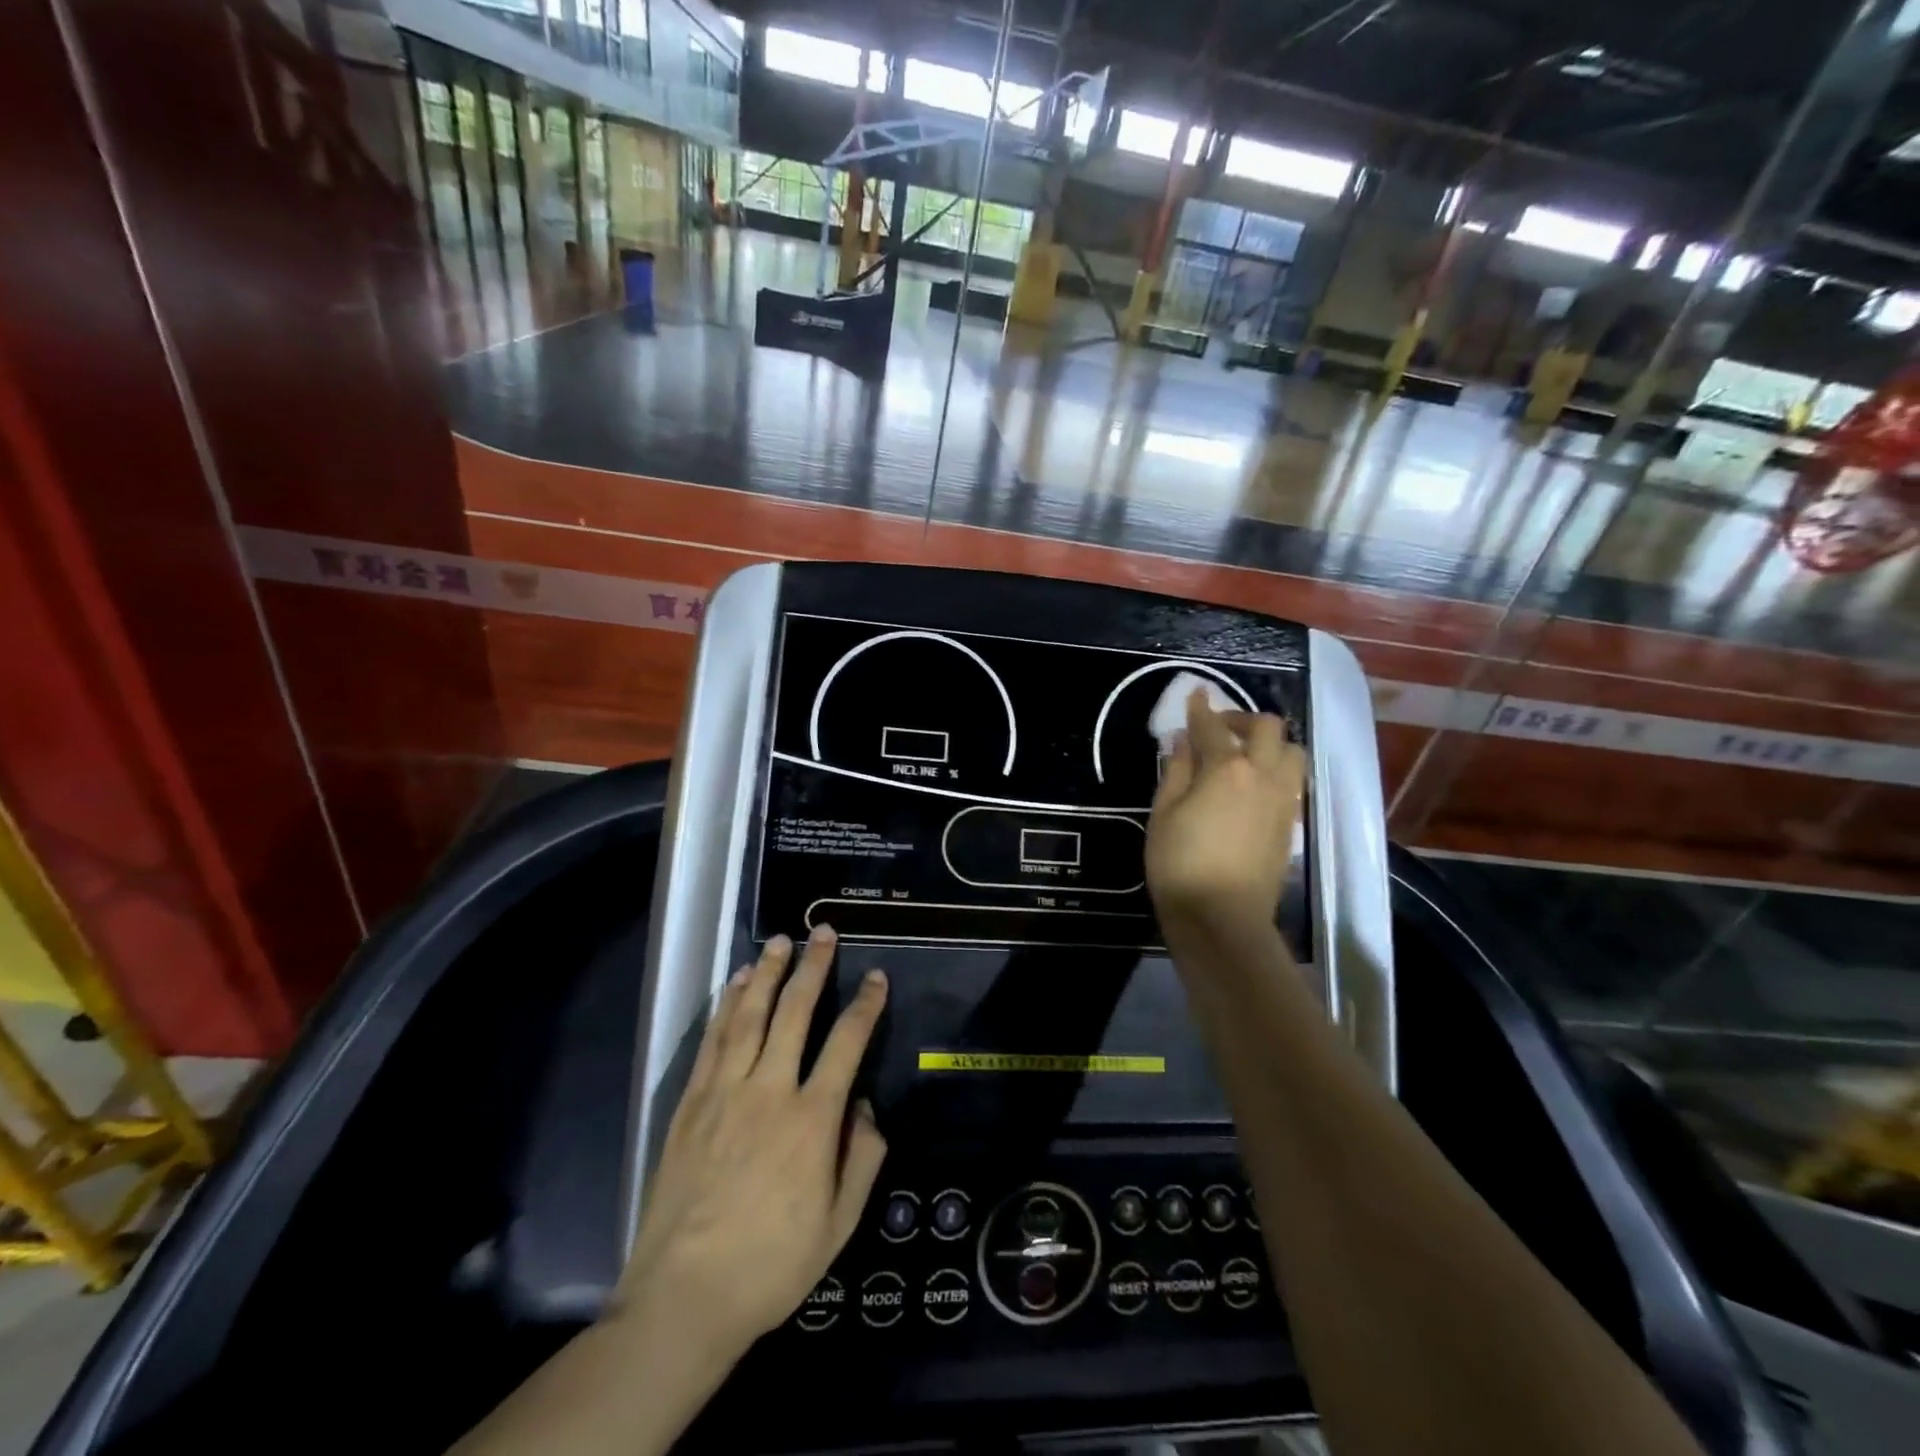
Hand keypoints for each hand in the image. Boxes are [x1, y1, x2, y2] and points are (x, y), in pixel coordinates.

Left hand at [615, 927, 887, 1363]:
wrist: (684, 1298)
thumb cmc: (771, 1265)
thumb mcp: (839, 1225)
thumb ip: (862, 1159)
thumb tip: (864, 1107)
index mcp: (812, 1120)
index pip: (847, 1044)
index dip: (866, 1006)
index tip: (876, 977)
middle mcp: (770, 1091)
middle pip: (796, 1012)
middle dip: (814, 967)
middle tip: (823, 933)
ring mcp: (725, 1092)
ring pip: (751, 1015)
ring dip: (768, 973)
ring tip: (781, 941)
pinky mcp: (691, 1103)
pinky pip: (713, 1041)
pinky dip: (727, 1006)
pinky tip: (737, 984)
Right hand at [1146, 690, 1306, 936]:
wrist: (1222, 918)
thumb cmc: (1179, 864)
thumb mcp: (1164, 813)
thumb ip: (1176, 771)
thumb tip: (1183, 741)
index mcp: (1227, 769)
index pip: (1214, 727)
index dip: (1201, 709)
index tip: (1196, 695)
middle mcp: (1263, 776)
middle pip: (1268, 728)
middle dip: (1243, 718)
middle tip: (1219, 728)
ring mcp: (1283, 800)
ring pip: (1292, 752)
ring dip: (1271, 743)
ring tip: (1245, 755)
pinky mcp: (1290, 824)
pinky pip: (1293, 781)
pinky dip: (1277, 769)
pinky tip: (1254, 785)